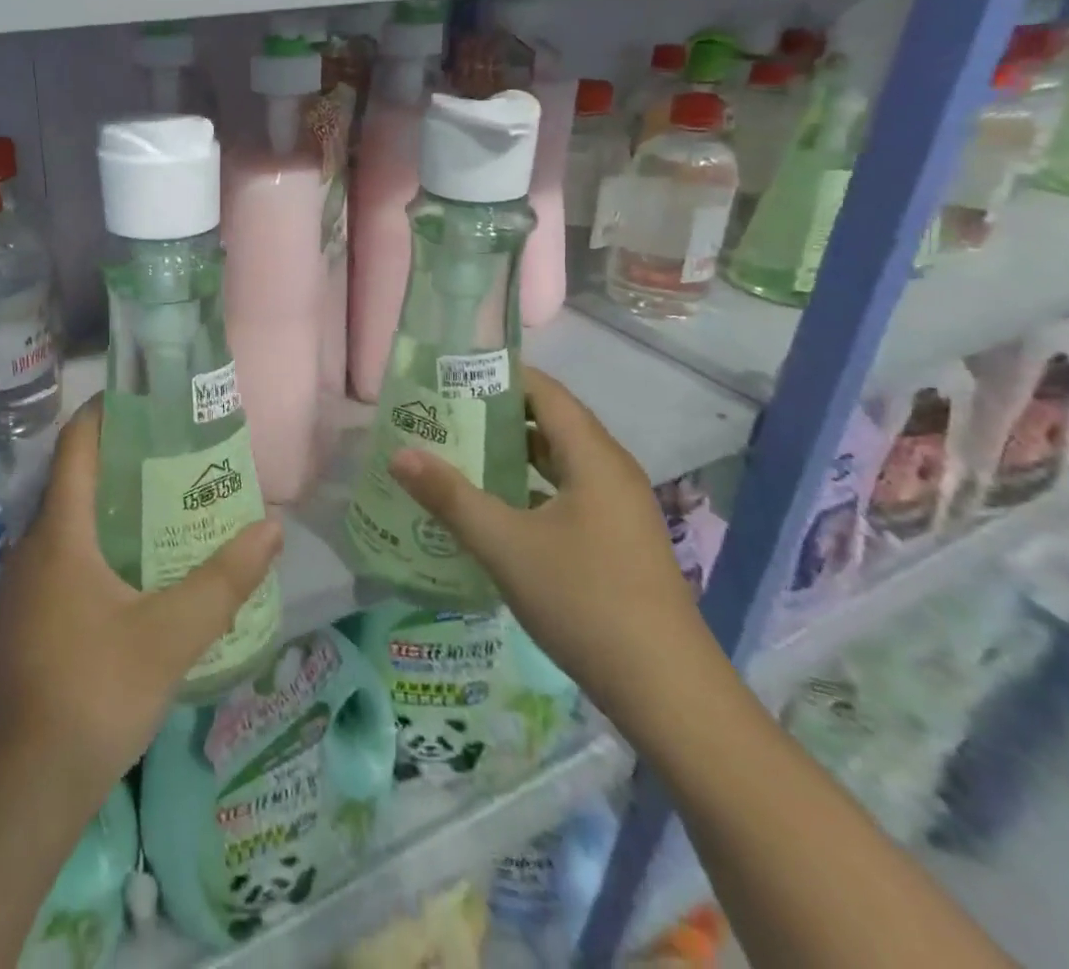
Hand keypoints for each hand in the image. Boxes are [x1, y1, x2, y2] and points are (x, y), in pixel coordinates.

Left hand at [0, 395, 283, 812]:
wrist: (14, 796)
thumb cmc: (91, 697)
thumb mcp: (169, 637)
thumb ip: (223, 582)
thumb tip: (273, 528)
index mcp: (59, 536)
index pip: (76, 446)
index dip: (105, 412)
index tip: (146, 397)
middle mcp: (31, 550)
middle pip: (76, 483)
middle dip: (124, 462)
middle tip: (179, 455)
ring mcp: (20, 589)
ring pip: (69, 526)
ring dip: (113, 509)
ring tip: (168, 507)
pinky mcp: (21, 623)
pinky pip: (62, 562)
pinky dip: (99, 548)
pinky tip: (137, 575)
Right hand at [387, 367, 709, 716]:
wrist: (668, 692)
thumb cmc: (585, 601)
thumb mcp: (505, 546)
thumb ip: (450, 497)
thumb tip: (400, 454)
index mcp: (594, 458)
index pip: (545, 391)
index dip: (500, 376)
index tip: (451, 375)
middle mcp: (612, 472)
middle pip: (552, 422)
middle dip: (498, 413)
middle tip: (444, 414)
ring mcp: (619, 509)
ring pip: (561, 461)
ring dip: (513, 453)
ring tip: (460, 452)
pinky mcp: (618, 541)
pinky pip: (568, 492)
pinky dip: (531, 486)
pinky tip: (496, 508)